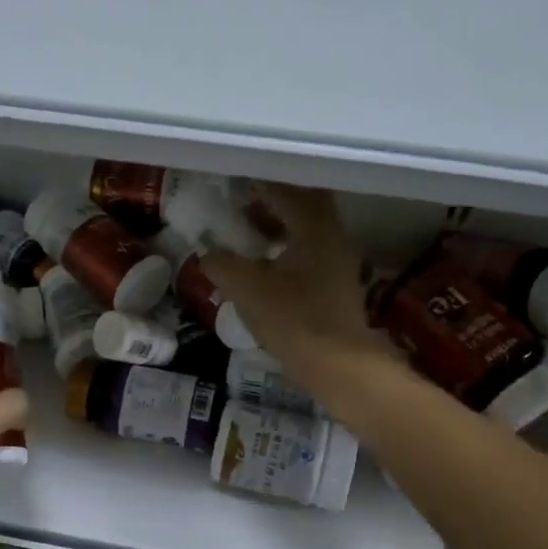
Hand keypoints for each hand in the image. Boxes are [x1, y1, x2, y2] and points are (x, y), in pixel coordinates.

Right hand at [200, 185, 394, 388]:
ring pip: (307, 230)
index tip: (232, 184)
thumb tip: (208, 253)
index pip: (285, 190)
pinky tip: (265, 266)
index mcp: (315, 226)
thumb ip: (221, 263)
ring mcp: (340, 261)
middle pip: (302, 205)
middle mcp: (333, 235)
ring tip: (247, 237)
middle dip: (270, 203)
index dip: (256, 185)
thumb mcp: (245, 288)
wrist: (336, 364)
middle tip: (240, 209)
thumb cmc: (292, 318)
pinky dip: (287, 248)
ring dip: (279, 227)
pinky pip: (310, 252)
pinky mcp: (338, 284)